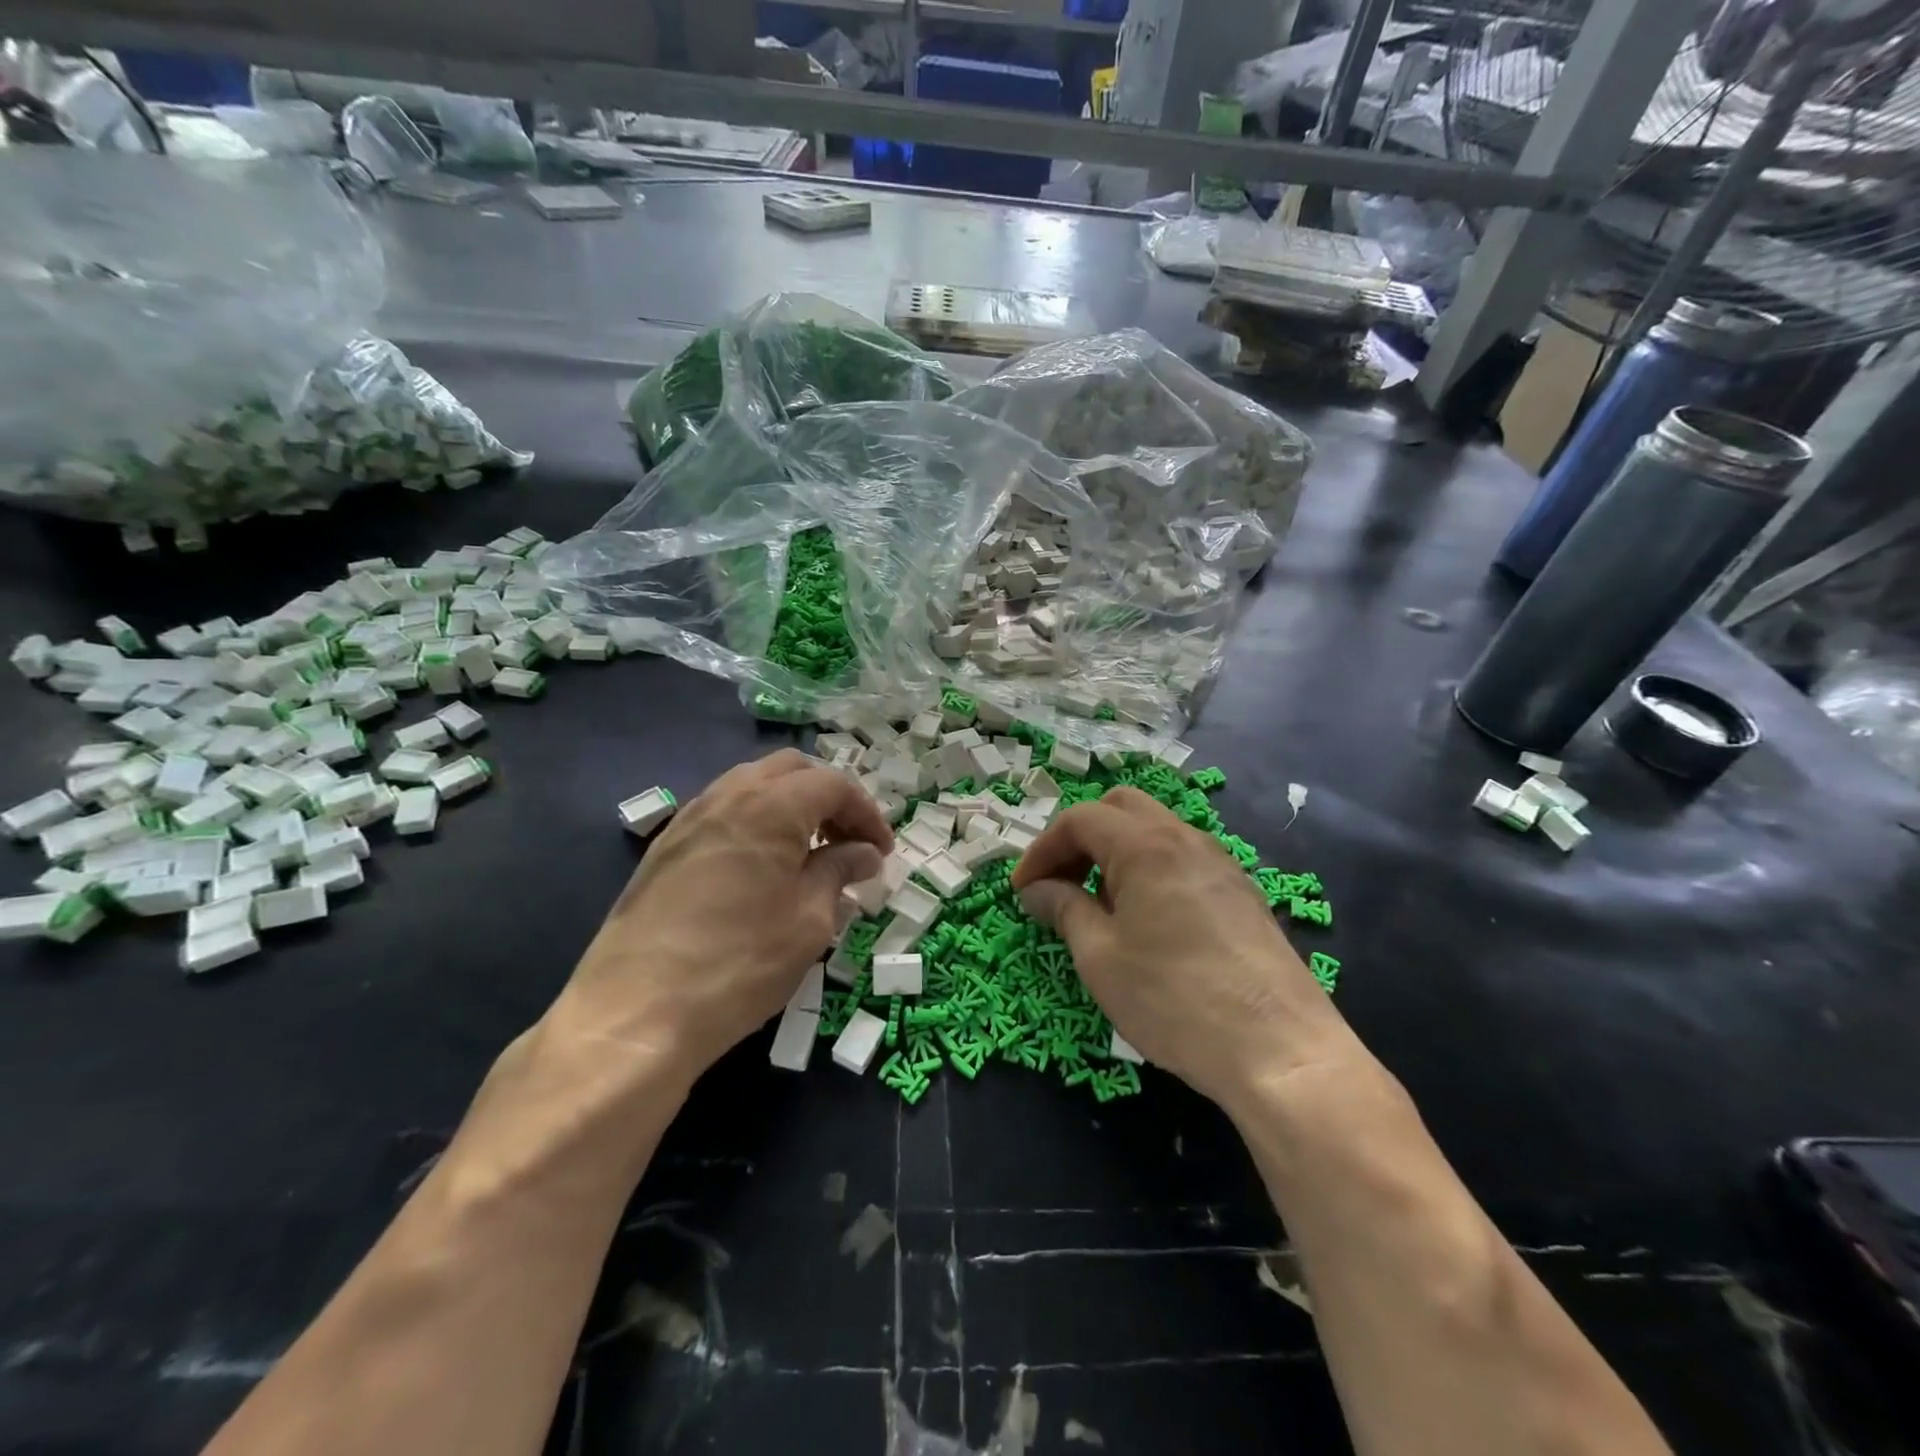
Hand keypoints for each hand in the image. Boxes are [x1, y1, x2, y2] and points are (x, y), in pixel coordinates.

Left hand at [549, 750, 891, 1084]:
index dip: (866, 814)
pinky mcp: (664, 848)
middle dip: (828, 797)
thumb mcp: (809, 920)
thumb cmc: (739, 963)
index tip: (882, 853)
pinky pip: (722, 812)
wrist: (634, 1014)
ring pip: (752, 786)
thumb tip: (864, 853)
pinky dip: (755, 822)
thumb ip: (839, 872)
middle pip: (790, 771)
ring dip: (790, 806)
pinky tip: (762, 868)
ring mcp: (689, 819)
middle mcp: (727, 796)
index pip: (833, 785)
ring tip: (809, 853)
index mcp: (770, 806)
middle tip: (848, 842)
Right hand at [1011, 786, 1360, 1109]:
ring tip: (1098, 906)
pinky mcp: (1241, 893)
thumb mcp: (1101, 958)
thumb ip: (1064, 909)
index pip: (1080, 819)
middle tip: (1060, 883)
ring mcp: (1220, 864)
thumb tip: (1037, 890)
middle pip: (1120, 809)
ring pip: (1155, 832)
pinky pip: (1182, 859)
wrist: (1280, 1050)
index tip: (1023, 891)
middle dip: (1080, 838)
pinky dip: (1148, 870)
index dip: (1042, 849)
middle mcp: (1185, 839)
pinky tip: (1145, 921)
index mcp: (1146, 846)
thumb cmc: (1174, 999)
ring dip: (1115, 854)